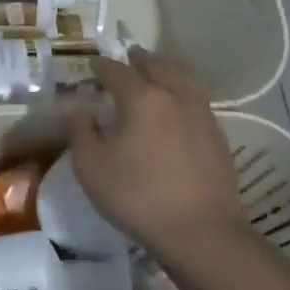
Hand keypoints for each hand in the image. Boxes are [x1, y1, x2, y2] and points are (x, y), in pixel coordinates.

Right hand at [63, 49, 247, 255]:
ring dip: (166, 69)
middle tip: (129, 57)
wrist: (200, 231)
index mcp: (142, 97)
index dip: (101, 66)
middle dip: (140, 59)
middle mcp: (174, 95)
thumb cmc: (137, 196)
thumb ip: (80, 131)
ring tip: (157, 72)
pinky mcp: (217, 135)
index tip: (91, 65)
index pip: (116, 71)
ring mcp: (201, 113)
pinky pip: (197, 99)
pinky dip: (183, 91)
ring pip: (183, 78)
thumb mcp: (92, 167)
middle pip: (157, 65)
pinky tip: (178, 106)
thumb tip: (71, 104)